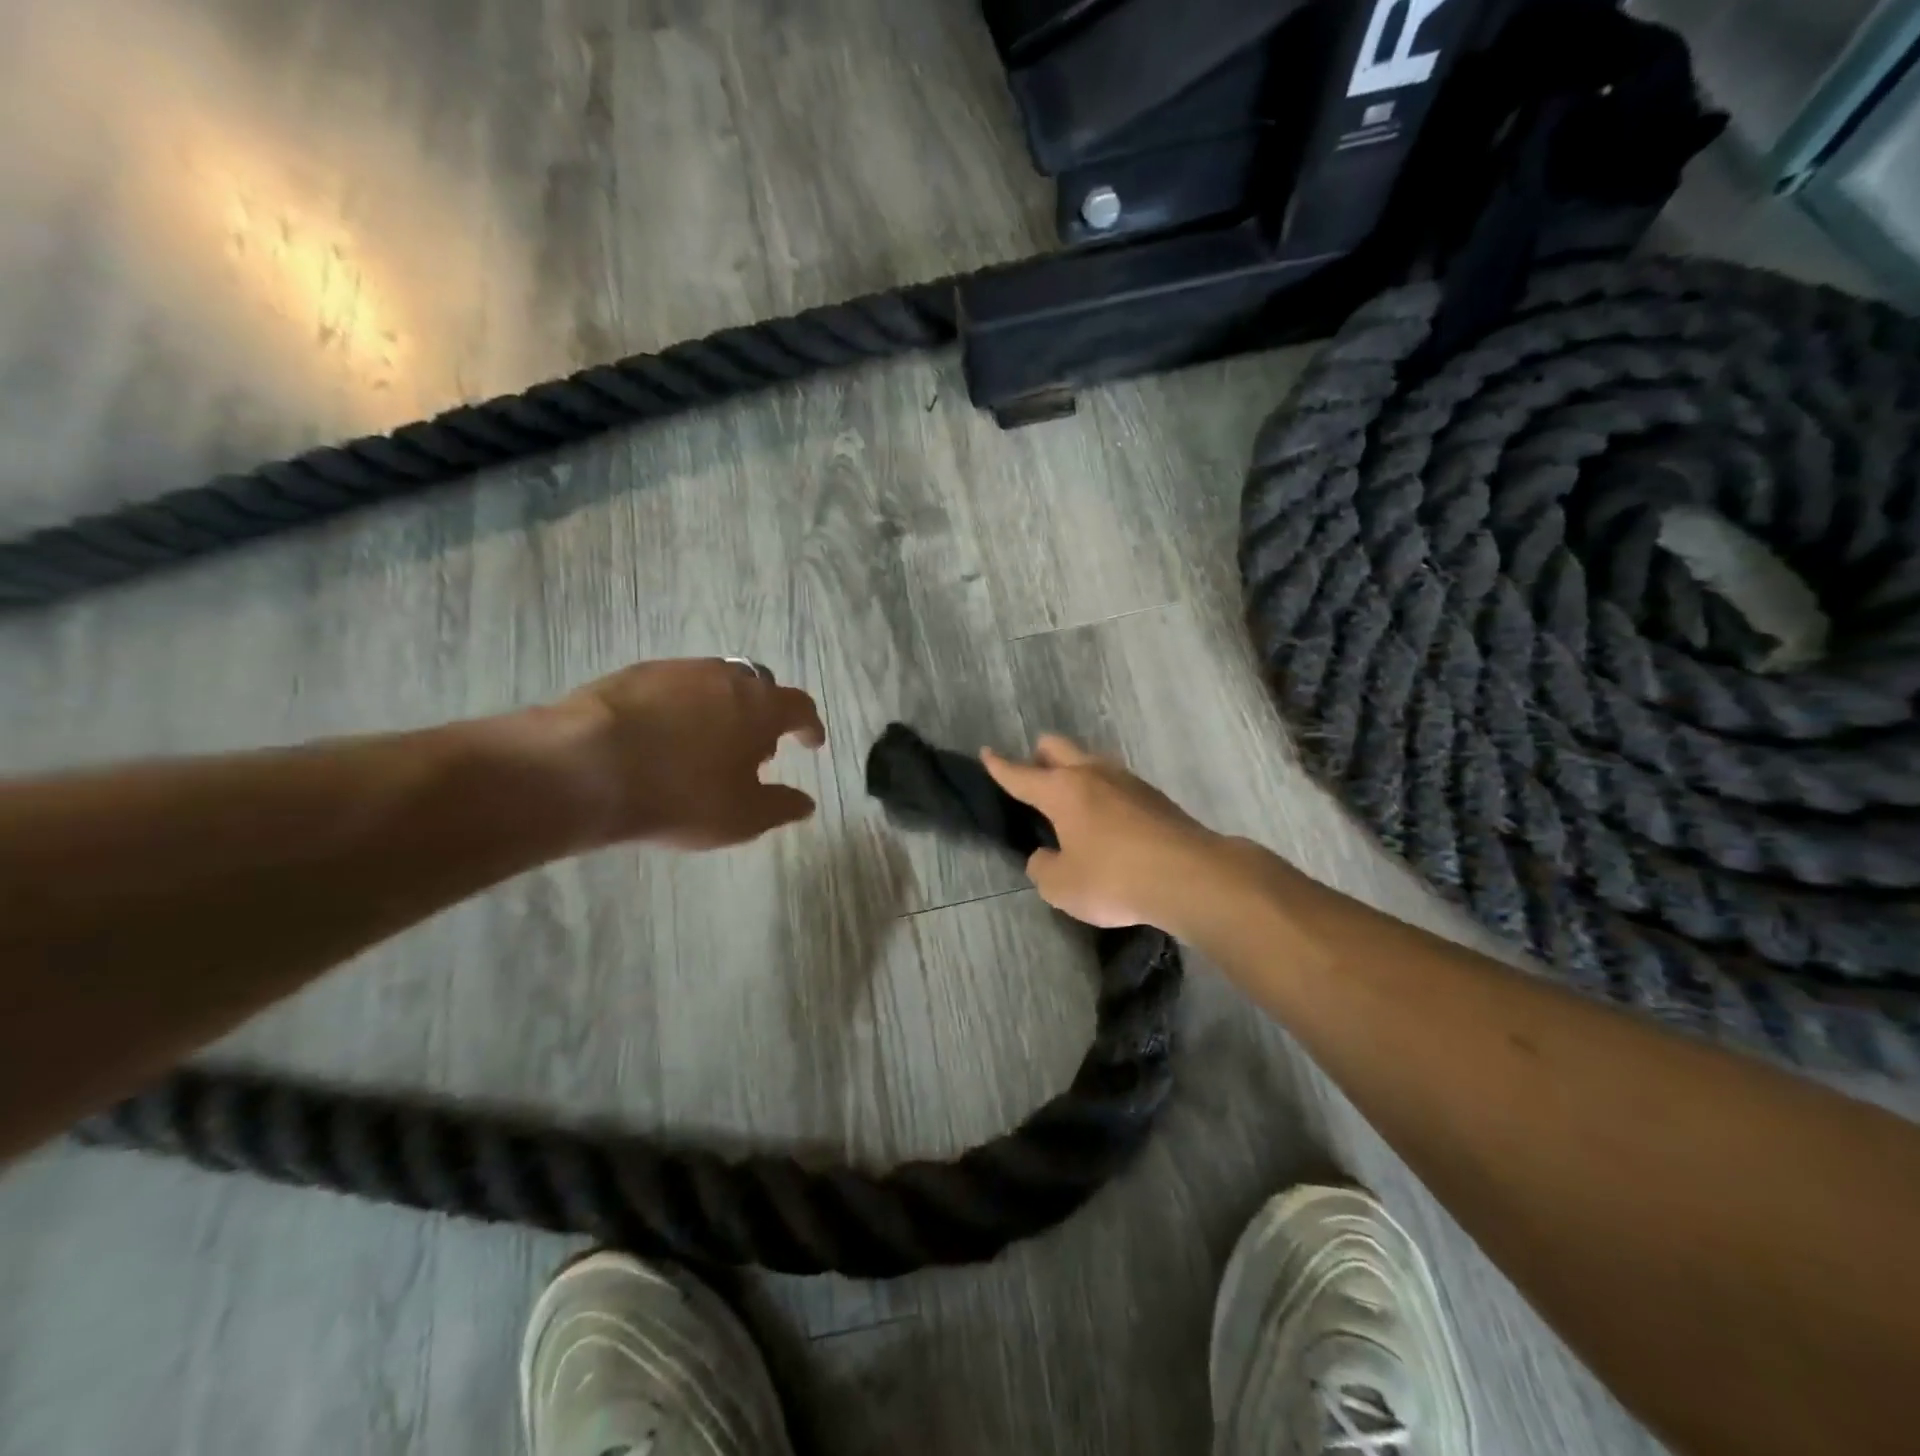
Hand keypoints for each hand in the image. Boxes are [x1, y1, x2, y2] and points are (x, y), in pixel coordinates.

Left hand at [544, 658, 826, 849]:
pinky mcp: (635, 674)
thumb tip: (806, 802)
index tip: (811, 742)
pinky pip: (674, 687)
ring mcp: (678, 670)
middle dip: (765, 713)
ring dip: (723, 707)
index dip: (808, 726)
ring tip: (709, 741)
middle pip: (759, 686)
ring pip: (715, 682)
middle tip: (756, 746)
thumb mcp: (742, 817)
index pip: (799, 707)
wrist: (586, 767)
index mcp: (760, 707)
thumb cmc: (681, 795)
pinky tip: (665, 735)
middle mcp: (725, 677)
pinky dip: (682, 707)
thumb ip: (781, 807)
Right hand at [981, 735, 1225, 929]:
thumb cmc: (1114, 879)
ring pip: (1091, 761)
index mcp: (1062, 791)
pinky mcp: (1155, 797)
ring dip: (1076, 773)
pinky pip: (1117, 784)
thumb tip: (1045, 855)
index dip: (999, 766)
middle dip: (1039, 756)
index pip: (1021, 774)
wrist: (1191, 877)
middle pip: (1058, 747)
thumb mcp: (1061, 886)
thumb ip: (1043, 867)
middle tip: (1033, 777)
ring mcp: (1128, 781)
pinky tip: (1108, 821)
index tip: (986, 752)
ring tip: (1072, 803)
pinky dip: (1103, 794)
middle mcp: (1092, 774)